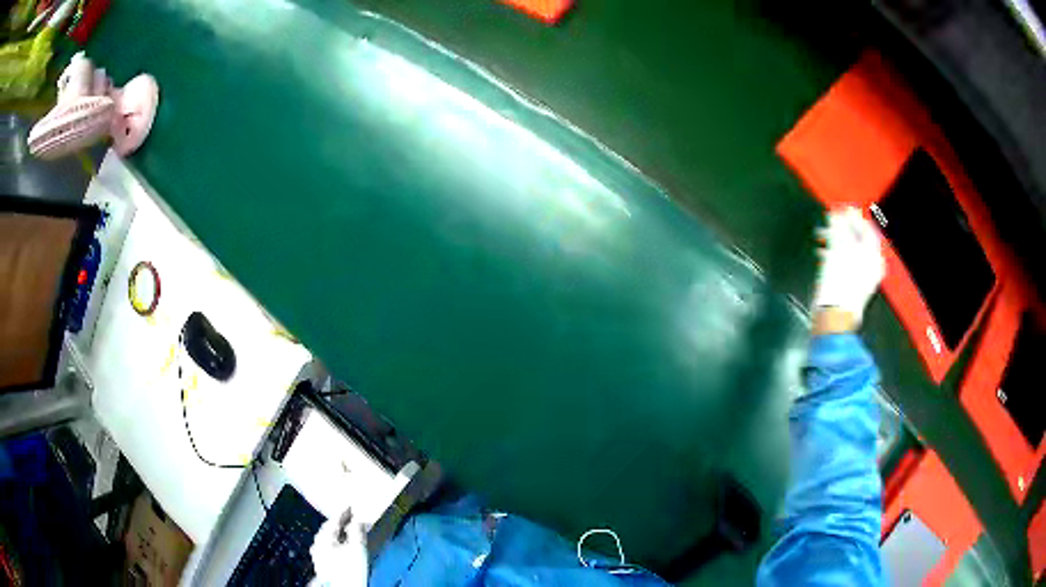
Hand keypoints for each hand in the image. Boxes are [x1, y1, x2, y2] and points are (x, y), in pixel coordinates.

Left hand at [309, 510, 368, 586]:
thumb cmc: (350, 568)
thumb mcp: (358, 548)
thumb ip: (357, 531)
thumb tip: (358, 520)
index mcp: (323, 537)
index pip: (333, 521)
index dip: (343, 513)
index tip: (351, 506)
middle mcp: (317, 544)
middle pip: (328, 529)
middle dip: (339, 523)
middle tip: (350, 518)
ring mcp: (318, 555)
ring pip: (327, 539)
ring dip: (337, 534)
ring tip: (347, 531)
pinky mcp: (322, 564)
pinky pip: (327, 548)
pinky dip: (335, 543)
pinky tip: (341, 547)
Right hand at [811, 208, 885, 328]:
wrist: (834, 316)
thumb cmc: (839, 282)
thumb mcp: (839, 249)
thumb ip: (840, 228)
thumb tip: (839, 213)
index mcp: (872, 255)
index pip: (867, 228)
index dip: (854, 217)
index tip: (840, 209)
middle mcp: (871, 265)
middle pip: (858, 239)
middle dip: (842, 229)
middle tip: (829, 222)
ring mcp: (862, 276)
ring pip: (850, 250)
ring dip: (835, 241)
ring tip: (821, 236)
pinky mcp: (851, 285)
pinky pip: (845, 262)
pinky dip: (835, 255)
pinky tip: (823, 253)